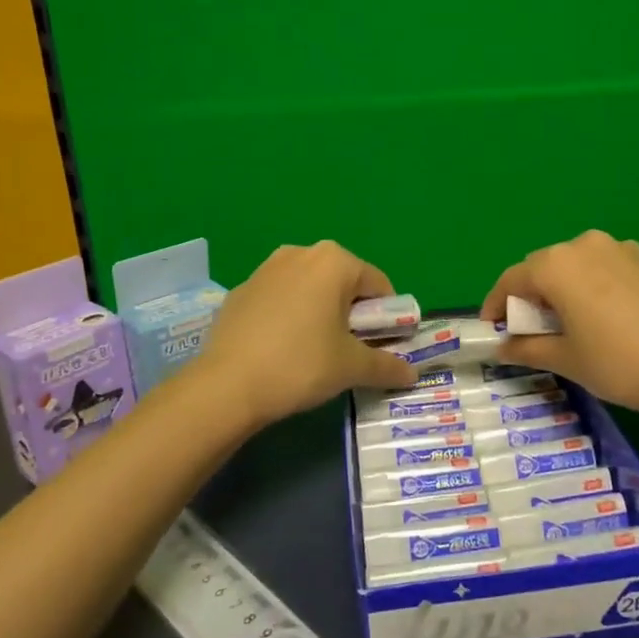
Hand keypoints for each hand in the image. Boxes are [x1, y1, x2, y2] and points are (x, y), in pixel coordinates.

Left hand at [194, 241, 416, 431]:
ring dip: (321, 313)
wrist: (227, 384)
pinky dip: (290, 317)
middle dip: (352, 313)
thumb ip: (386, 366)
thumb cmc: (301, 365)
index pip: (378, 286)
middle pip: (343, 283)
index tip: (382, 346)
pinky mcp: (240, 290)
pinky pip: (280, 299)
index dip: (387, 318)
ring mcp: (265, 268)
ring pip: (310, 288)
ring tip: (315, 352)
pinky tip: (281, 349)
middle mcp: (300, 253)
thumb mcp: (351, 367)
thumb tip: (411, 375)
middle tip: (349, 351)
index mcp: (334, 261)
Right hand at [480, 230, 638, 427]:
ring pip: (580, 266)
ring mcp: (625, 250)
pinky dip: (598, 289)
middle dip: (531, 295)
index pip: (512, 279)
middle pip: (545, 267)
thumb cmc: (621, 364)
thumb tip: (502, 347)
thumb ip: (527, 348)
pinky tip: (612, 320)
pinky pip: (611, 270)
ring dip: (566, 289)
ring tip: (572, 323)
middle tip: (531, 329)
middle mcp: (587, 246)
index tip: (492, 329)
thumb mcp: (567, 360)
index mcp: (558, 265)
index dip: (496, 304)